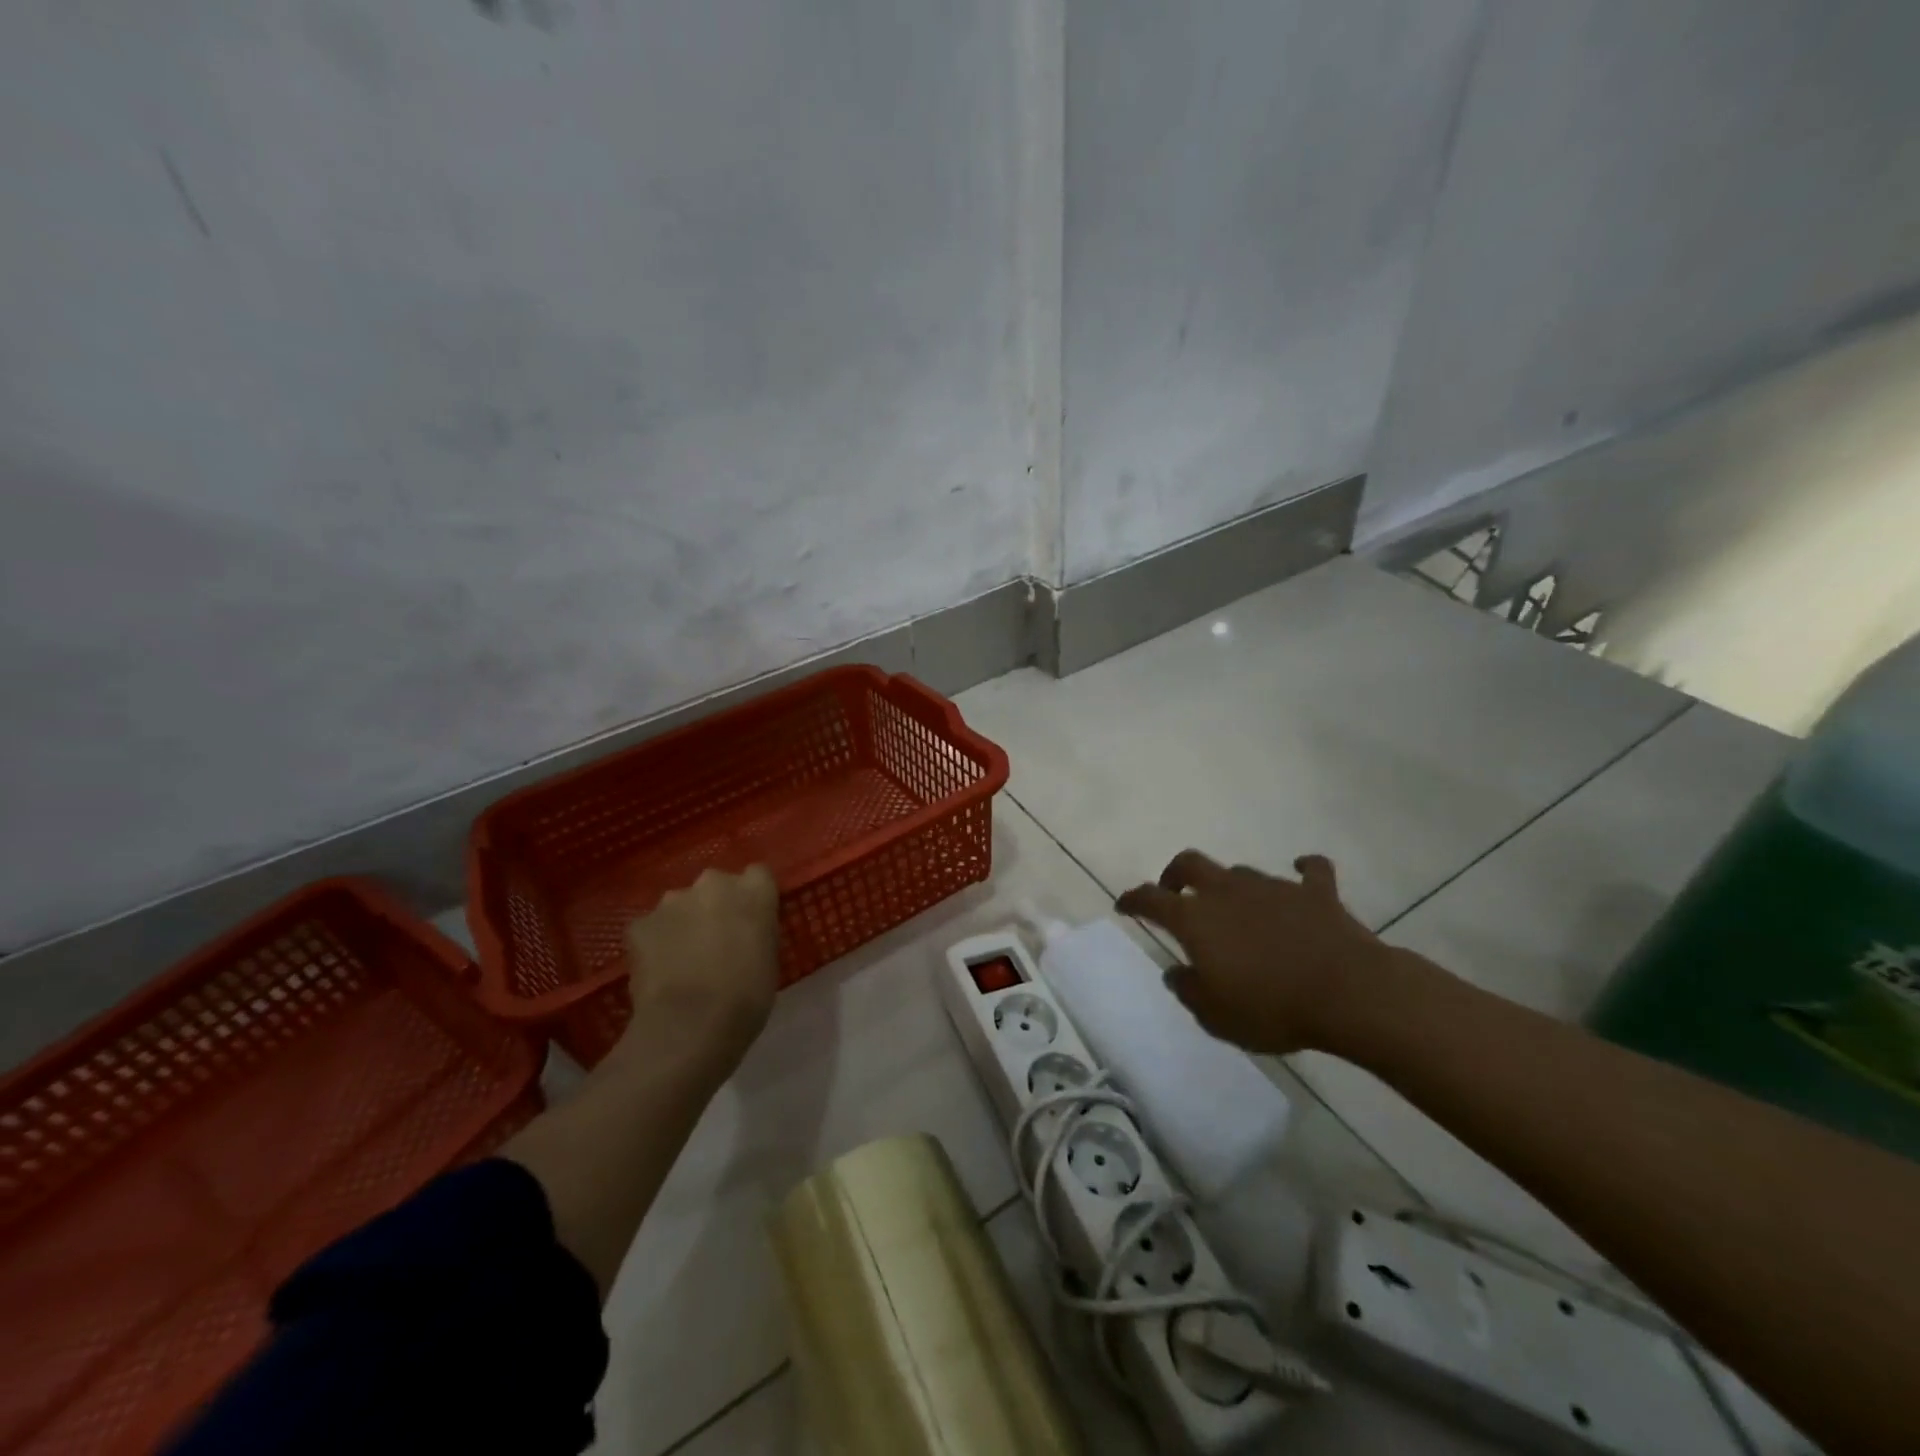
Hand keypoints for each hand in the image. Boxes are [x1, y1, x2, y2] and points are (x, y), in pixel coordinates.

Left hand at [619, 865, 780, 1067]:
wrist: (691, 1025)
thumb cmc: (747, 997)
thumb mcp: (769, 958)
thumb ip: (757, 931)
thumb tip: (744, 932)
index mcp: (754, 890)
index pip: (757, 875)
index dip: (752, 897)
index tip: (750, 920)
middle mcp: (713, 883)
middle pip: (715, 885)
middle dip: (714, 906)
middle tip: (715, 941)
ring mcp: (673, 900)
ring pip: (680, 904)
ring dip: (683, 922)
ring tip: (682, 959)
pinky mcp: (640, 923)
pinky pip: (651, 928)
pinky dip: (654, 943)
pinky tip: (659, 971)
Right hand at [1116, 850, 1402, 1054]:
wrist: (1348, 993)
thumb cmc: (1271, 1007)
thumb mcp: (1216, 1015)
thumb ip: (1189, 990)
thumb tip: (1176, 972)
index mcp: (1196, 919)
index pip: (1151, 900)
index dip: (1133, 900)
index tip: (1124, 905)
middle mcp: (1228, 892)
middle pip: (1191, 864)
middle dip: (1175, 874)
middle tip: (1173, 891)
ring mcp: (1273, 887)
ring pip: (1241, 872)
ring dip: (1231, 886)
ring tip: (1236, 908)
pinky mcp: (1316, 893)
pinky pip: (1310, 872)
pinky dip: (1304, 872)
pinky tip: (1301, 874)